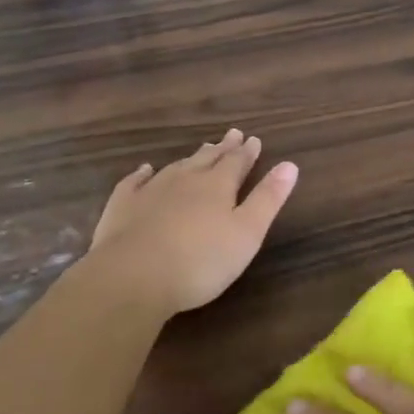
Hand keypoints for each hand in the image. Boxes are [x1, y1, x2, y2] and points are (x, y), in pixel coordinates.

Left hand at [82, 130, 297, 318]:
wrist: (132, 278)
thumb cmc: (200, 261)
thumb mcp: (247, 233)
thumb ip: (268, 198)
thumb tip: (290, 164)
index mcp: (218, 186)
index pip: (237, 162)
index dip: (247, 152)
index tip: (254, 139)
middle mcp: (186, 180)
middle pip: (208, 159)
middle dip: (222, 148)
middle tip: (232, 134)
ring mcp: (151, 191)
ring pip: (176, 167)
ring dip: (191, 158)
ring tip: (201, 150)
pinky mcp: (123, 207)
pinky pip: (134, 182)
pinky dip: (142, 174)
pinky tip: (145, 170)